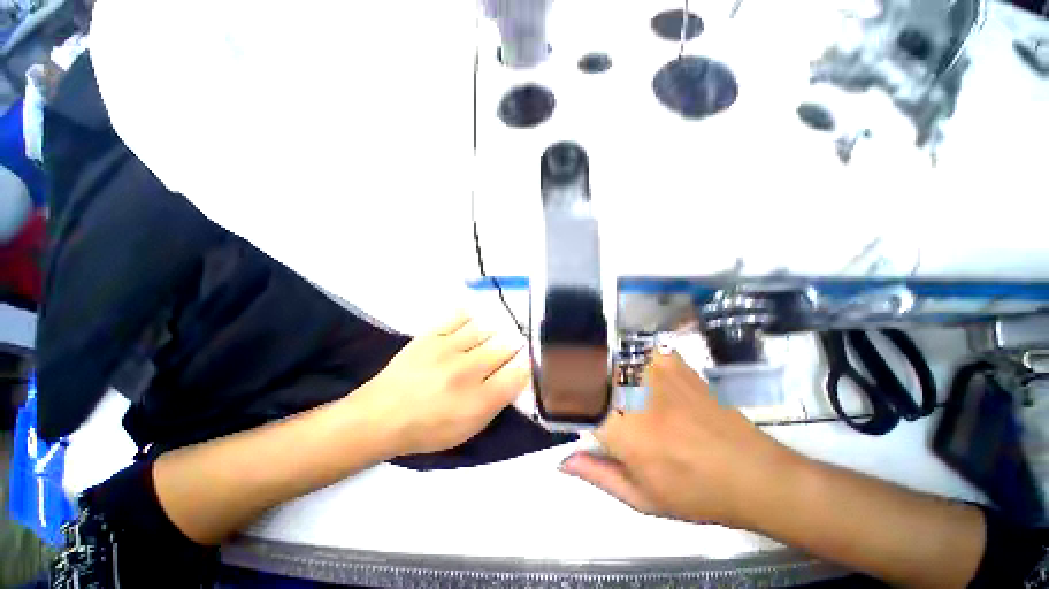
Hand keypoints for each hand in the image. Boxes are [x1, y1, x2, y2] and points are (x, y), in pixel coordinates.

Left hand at [355, 312, 528, 456]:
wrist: (380, 416)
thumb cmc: (428, 429)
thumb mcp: (469, 428)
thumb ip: (498, 403)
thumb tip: (517, 376)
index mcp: (479, 401)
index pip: (519, 373)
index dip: (527, 365)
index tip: (526, 363)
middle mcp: (468, 371)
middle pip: (506, 347)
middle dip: (513, 347)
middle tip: (509, 349)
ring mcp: (448, 349)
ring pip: (486, 330)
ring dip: (493, 334)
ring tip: (488, 340)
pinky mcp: (431, 335)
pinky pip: (459, 317)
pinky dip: (469, 318)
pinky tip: (470, 325)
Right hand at [560, 352, 804, 528]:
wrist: (753, 472)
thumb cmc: (695, 493)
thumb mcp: (642, 498)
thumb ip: (597, 474)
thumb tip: (562, 461)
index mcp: (621, 428)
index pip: (572, 398)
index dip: (556, 392)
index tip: (546, 389)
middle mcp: (632, 391)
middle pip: (585, 368)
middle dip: (568, 370)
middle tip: (561, 374)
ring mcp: (653, 370)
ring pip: (606, 354)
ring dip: (592, 359)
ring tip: (585, 364)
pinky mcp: (671, 361)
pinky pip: (633, 348)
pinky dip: (620, 353)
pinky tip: (622, 363)